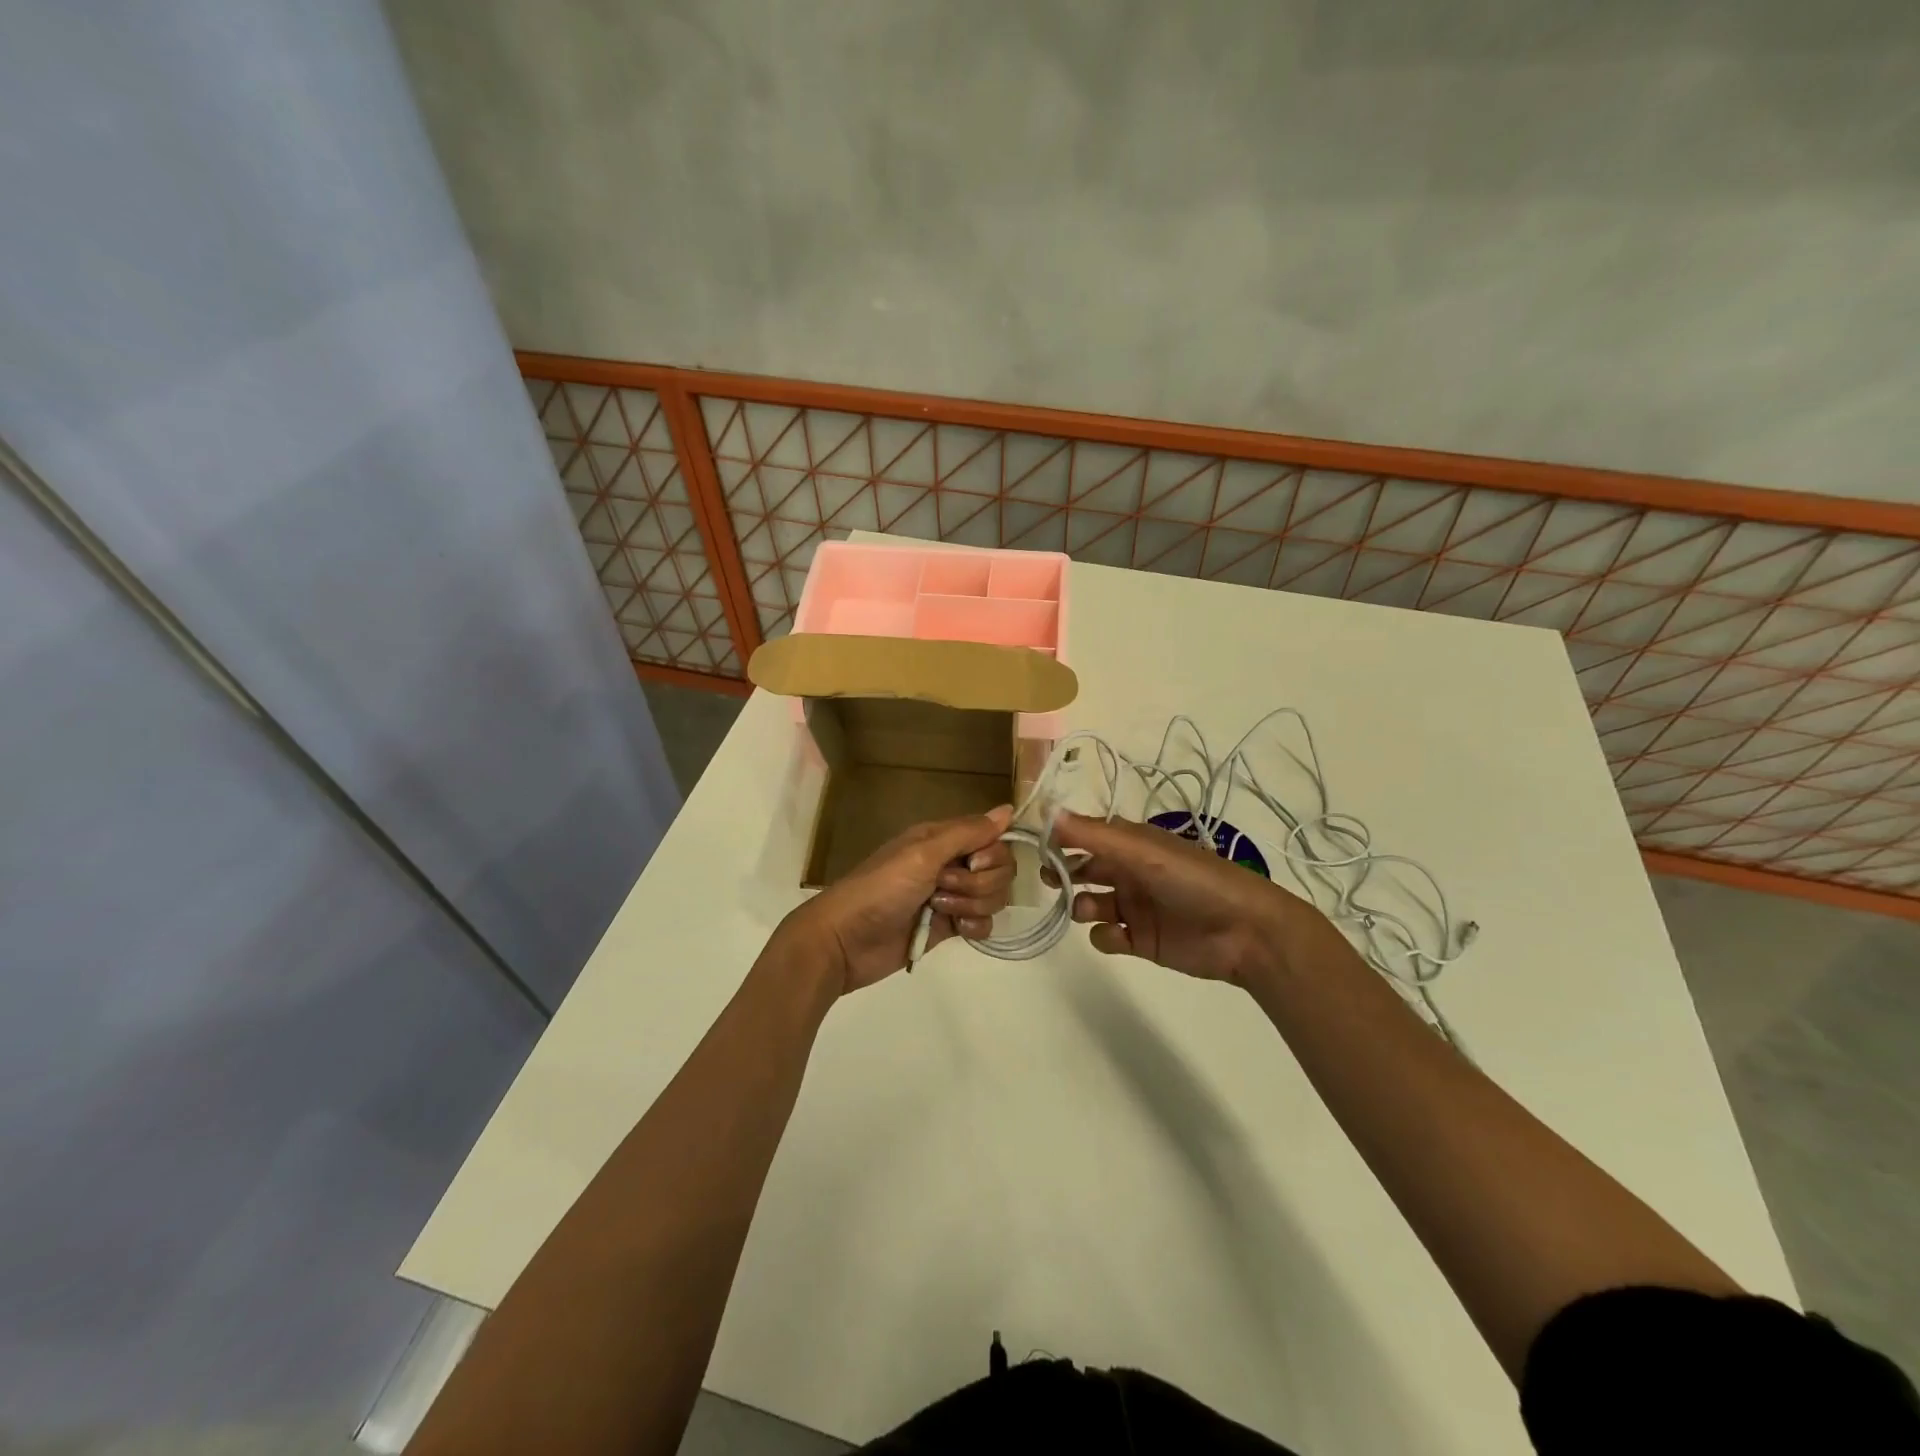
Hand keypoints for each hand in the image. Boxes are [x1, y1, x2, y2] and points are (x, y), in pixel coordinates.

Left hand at [779, 806, 1015, 995]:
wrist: (846, 941)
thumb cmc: (881, 889)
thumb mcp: (923, 854)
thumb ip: (967, 833)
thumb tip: (1009, 809)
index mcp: (942, 839)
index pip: (993, 839)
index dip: (991, 854)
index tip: (970, 864)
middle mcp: (950, 863)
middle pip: (999, 869)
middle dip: (979, 883)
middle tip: (942, 888)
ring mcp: (951, 896)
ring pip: (993, 897)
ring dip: (972, 905)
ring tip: (937, 910)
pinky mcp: (950, 926)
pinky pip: (984, 923)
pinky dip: (974, 927)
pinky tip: (954, 930)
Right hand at [1051, 811, 1325, 985]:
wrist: (1245, 932)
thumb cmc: (1194, 880)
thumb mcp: (1142, 851)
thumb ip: (1093, 835)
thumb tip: (1047, 811)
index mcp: (1132, 843)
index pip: (1087, 835)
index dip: (1061, 839)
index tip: (1035, 846)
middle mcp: (1130, 871)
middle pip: (1084, 869)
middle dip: (1063, 873)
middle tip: (1049, 879)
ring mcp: (1134, 906)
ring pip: (1090, 903)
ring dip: (1080, 905)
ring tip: (1087, 909)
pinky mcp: (1141, 940)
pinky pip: (1106, 936)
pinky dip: (1103, 936)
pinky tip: (1117, 935)